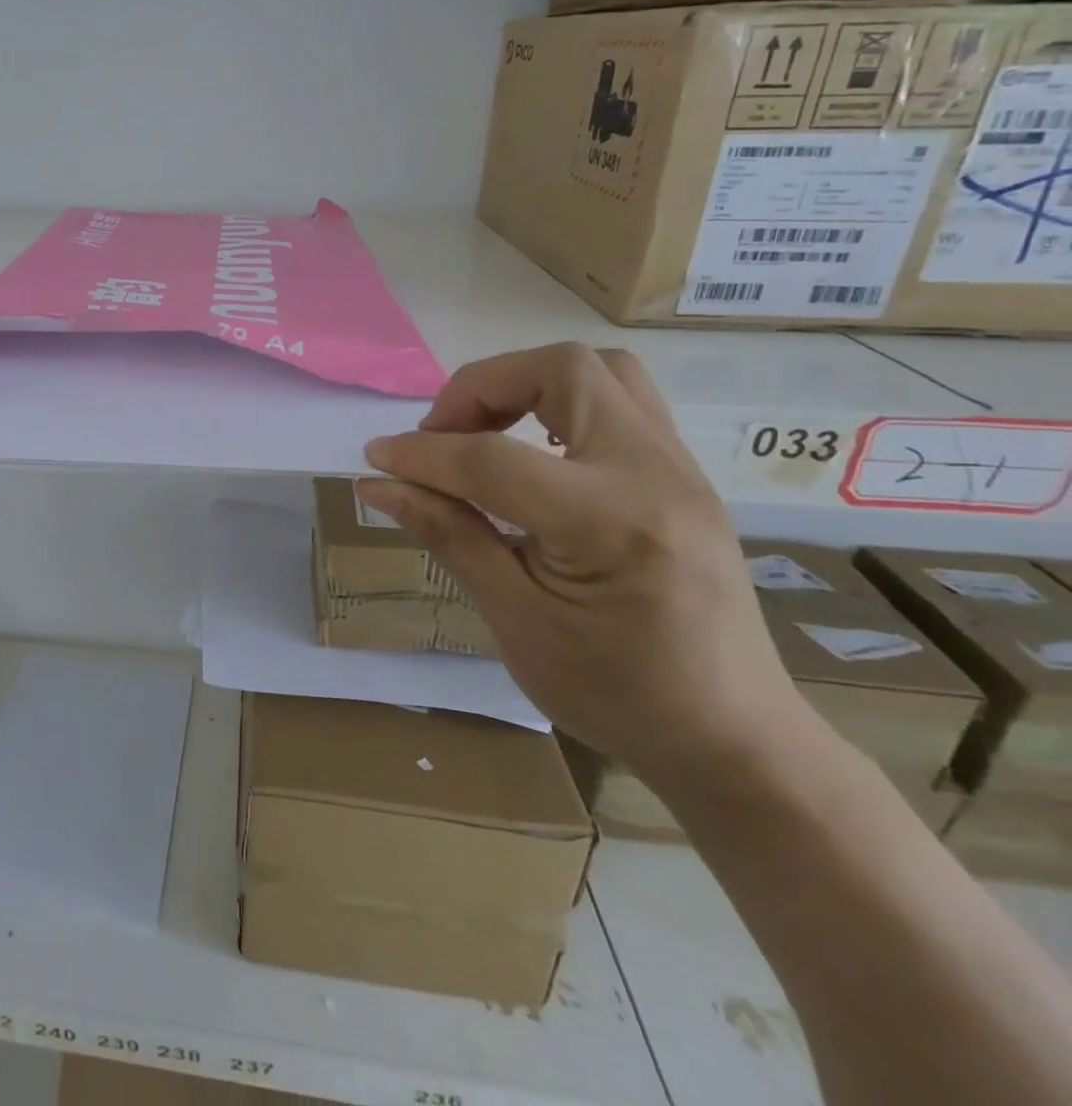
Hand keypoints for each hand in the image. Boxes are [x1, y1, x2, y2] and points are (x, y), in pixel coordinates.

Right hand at [358, 343, 812, 792]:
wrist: (733, 739)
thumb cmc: (615, 693)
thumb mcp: (514, 619)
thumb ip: (447, 534)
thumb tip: (378, 483)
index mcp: (610, 523)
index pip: (492, 458)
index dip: (421, 453)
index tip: (376, 458)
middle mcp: (655, 474)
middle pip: (561, 370)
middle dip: (482, 388)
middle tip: (443, 436)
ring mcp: (680, 469)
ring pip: (600, 371)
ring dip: (526, 385)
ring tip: (485, 436)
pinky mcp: (683, 475)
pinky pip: (619, 401)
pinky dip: (558, 405)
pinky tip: (530, 456)